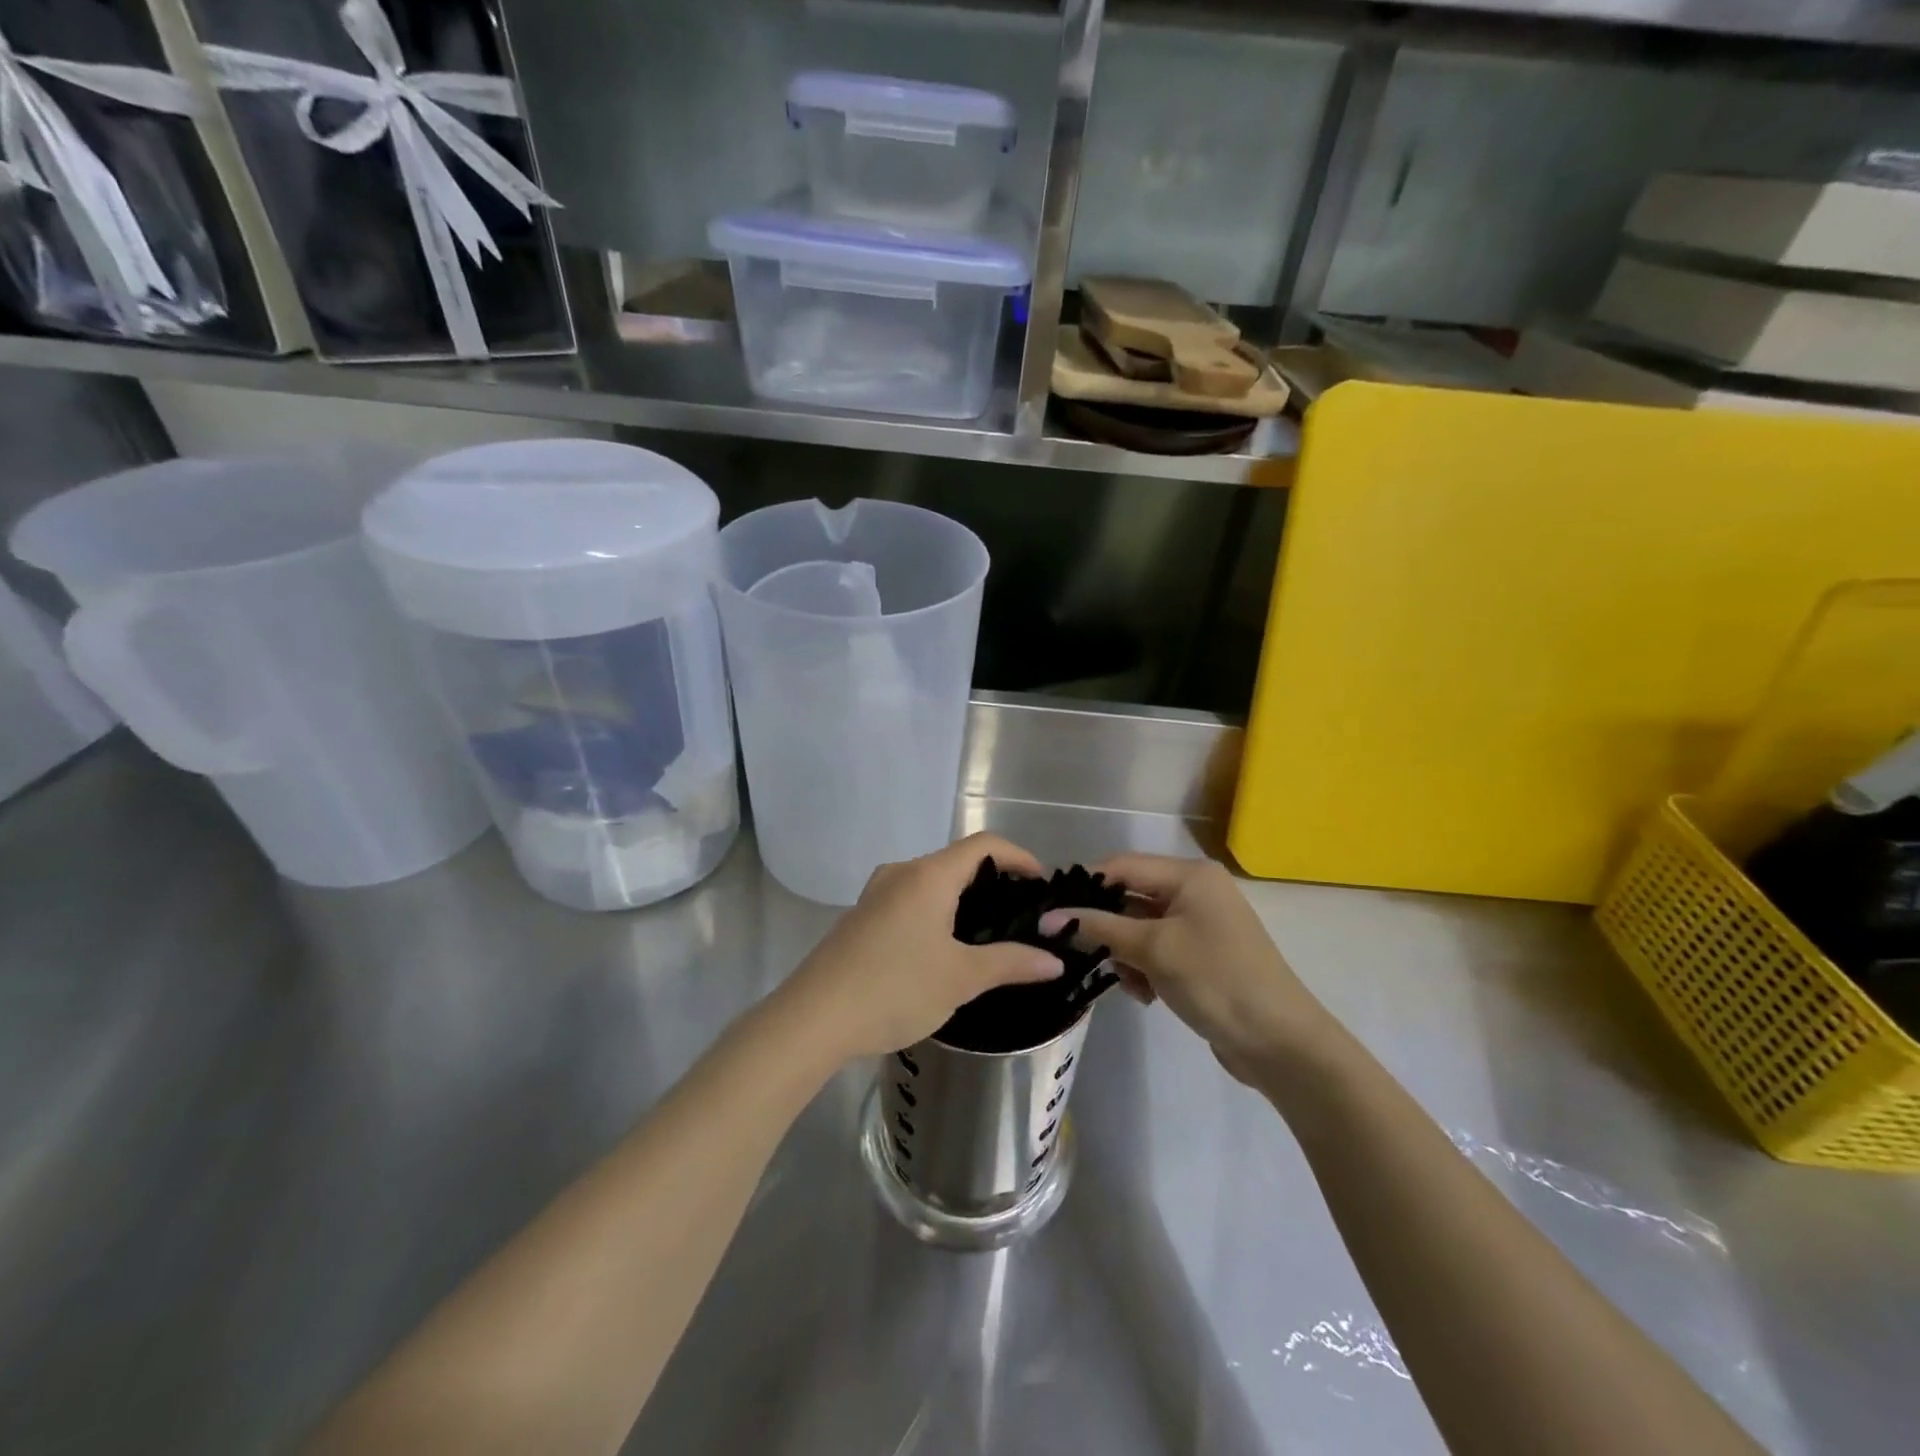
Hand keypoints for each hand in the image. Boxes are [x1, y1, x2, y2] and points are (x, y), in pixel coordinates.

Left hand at [781, 833, 1064, 1062]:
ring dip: (963, 899)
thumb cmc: (895, 988)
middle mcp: (901, 872)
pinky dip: (937, 911)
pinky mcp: (862, 916)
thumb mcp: (961, 978)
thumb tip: (1054, 961)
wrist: (814, 1018)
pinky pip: (911, 899)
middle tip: (1020, 915)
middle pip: (957, 861)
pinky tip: (945, 948)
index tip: (1041, 885)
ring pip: (932, 882)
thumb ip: (1011, 962)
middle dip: (993, 881)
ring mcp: (876, 893)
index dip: (1019, 857)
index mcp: (928, 875)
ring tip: (988, 934)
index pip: (984, 844)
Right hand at [1039, 854, 1332, 1084]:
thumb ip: (1099, 928)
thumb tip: (1048, 918)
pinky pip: (1156, 951)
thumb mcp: (1153, 949)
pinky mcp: (1200, 956)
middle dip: (1106, 927)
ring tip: (1128, 983)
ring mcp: (1199, 925)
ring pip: (1139, 929)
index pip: (1121, 866)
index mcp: (1189, 875)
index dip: (1085, 886)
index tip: (1050, 911)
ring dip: (1125, 954)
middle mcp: (1194, 892)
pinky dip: (1144, 969)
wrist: (1280, 1043)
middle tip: (1076, 952)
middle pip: (1130, 898)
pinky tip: (1145, 996)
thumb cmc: (1216, 980)